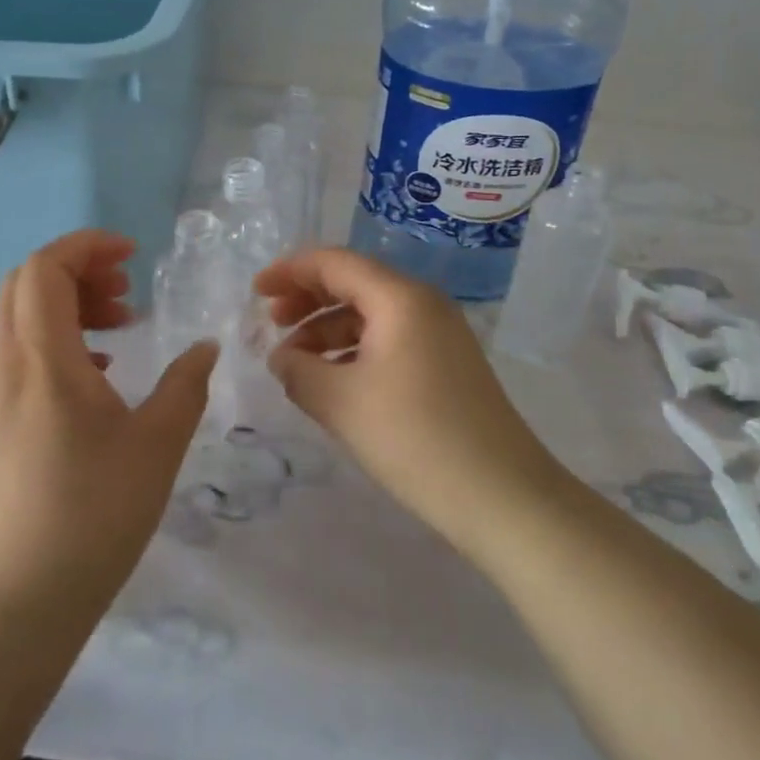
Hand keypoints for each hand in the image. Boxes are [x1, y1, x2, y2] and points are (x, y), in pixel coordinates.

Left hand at [0, 230, 217, 621]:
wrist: (19, 600)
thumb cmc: (93, 515)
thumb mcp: (157, 445)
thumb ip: (185, 385)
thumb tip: (205, 347)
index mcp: (46, 361)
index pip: (44, 269)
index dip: (86, 245)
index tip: (132, 255)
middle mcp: (13, 368)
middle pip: (24, 284)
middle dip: (77, 268)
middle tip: (125, 288)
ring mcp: (2, 397)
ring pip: (23, 318)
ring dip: (70, 303)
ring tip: (122, 324)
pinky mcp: (3, 424)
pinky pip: (26, 352)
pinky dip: (63, 338)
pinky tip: (103, 373)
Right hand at [256, 248, 565, 559]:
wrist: (504, 496)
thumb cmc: (415, 439)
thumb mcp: (341, 403)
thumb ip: (299, 371)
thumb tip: (282, 358)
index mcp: (399, 297)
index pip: (334, 263)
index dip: (290, 272)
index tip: (255, 292)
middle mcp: (422, 303)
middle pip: (353, 283)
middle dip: (307, 299)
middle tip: (271, 324)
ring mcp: (440, 333)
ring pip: (370, 314)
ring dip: (327, 330)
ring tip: (294, 361)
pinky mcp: (446, 363)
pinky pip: (389, 339)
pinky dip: (353, 350)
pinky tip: (332, 379)